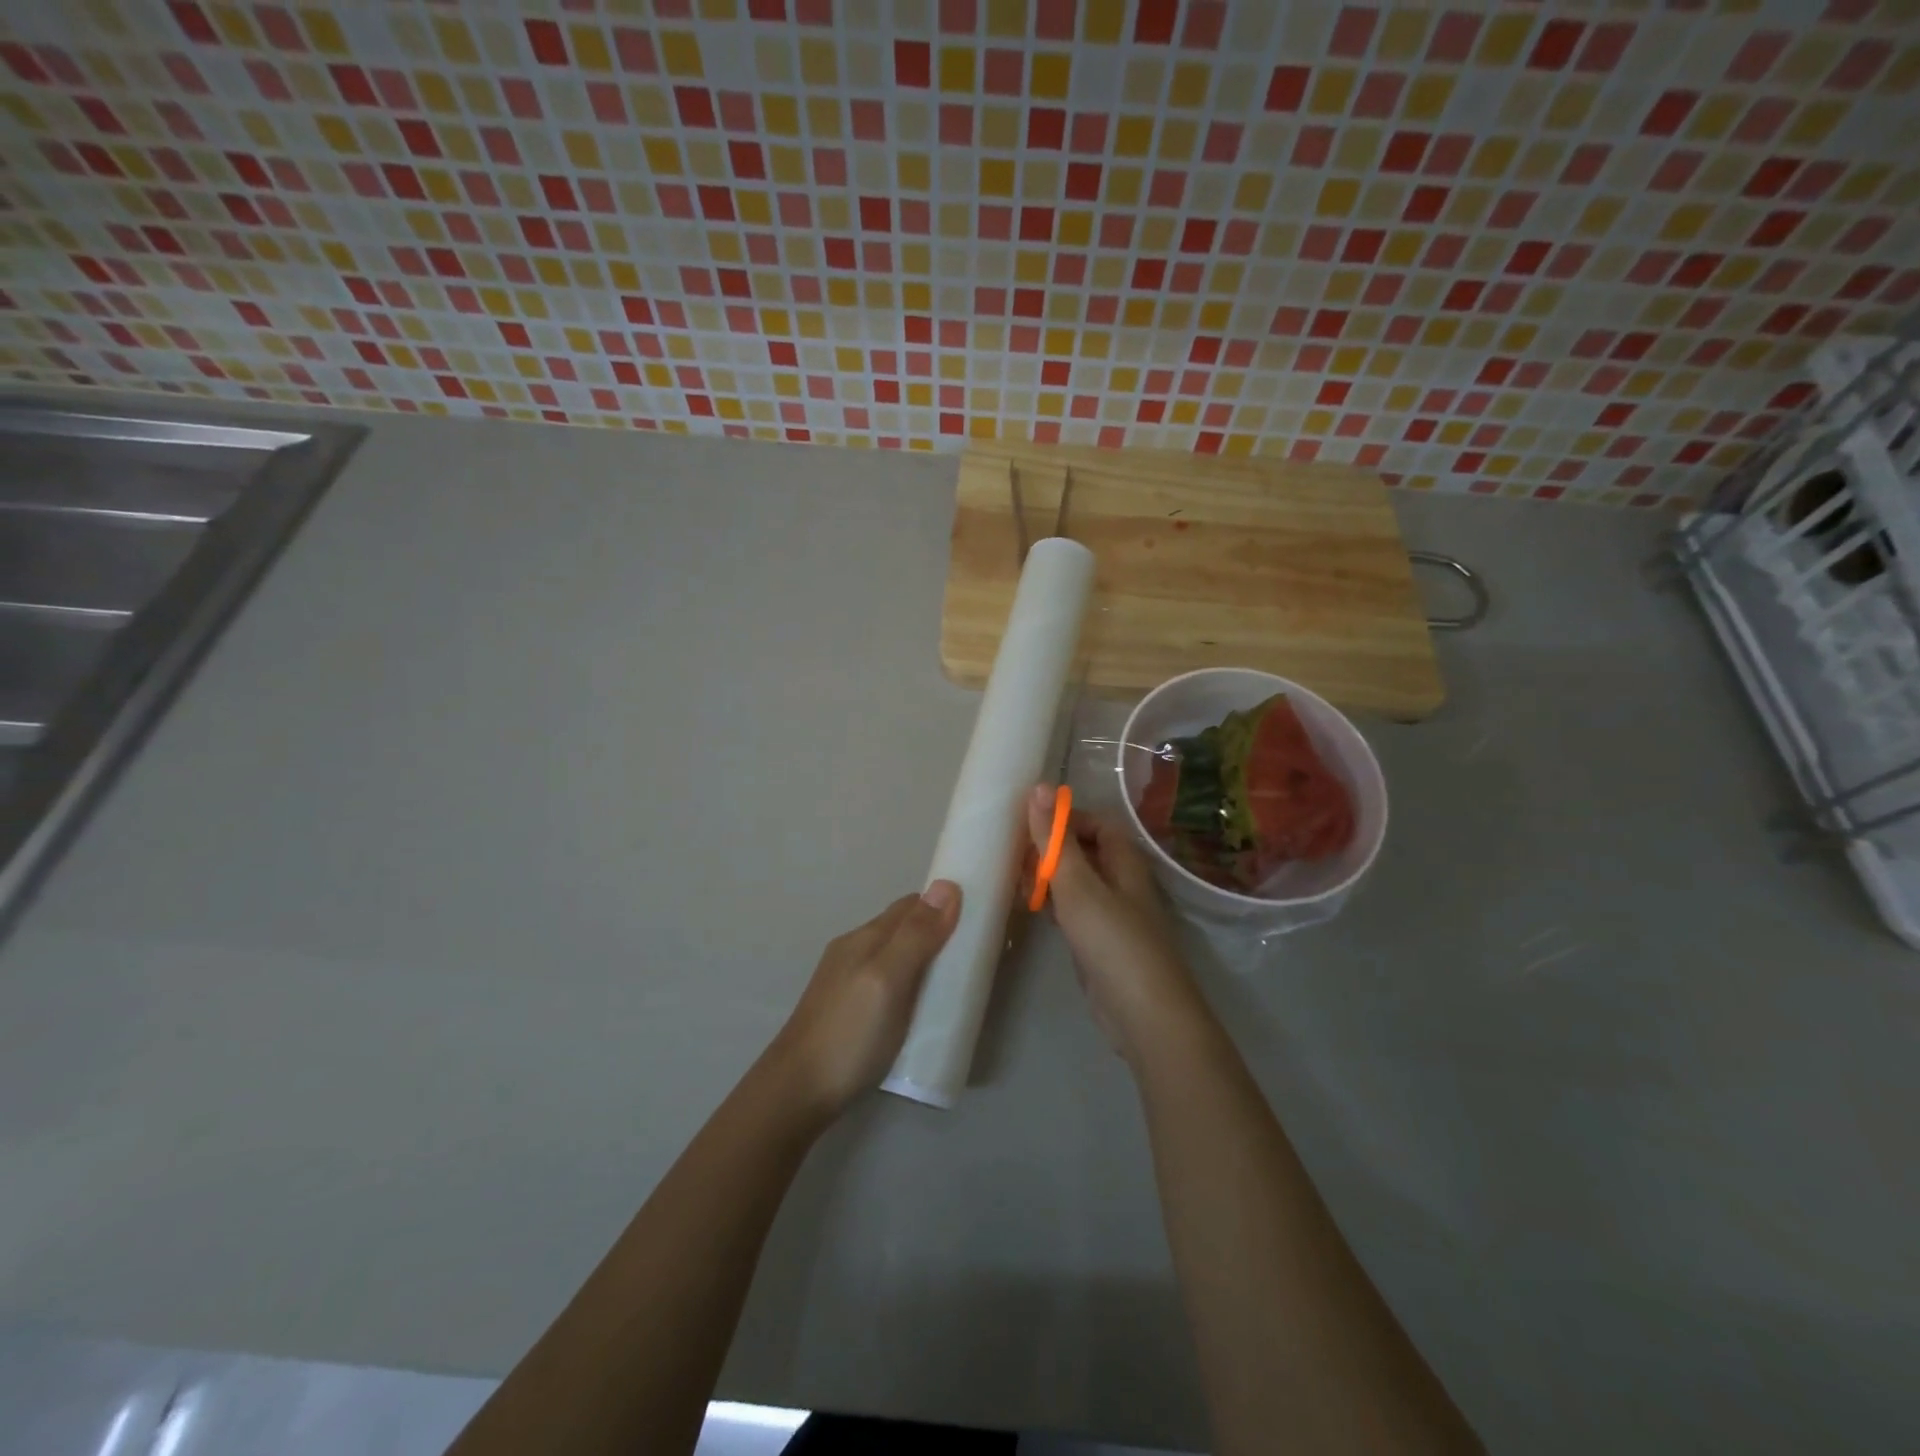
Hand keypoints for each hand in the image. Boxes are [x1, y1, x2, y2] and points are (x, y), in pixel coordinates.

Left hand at [765, 882, 960, 1121]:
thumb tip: (947, 885)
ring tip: (954, 984)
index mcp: (865, 937)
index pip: (911, 905)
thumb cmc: (849, 1033)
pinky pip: (887, 982)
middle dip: (937, 933)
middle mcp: (854, 951)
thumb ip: (916, 936)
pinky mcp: (847, 1010)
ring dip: (924, 961)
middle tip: (974, 957)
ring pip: (895, 956)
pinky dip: (910, 984)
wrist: (797, 1093)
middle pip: (903, 929)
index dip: (943, 906)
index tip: (979, 919)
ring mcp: (847, 982)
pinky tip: (920, 1008)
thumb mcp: (888, 980)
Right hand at [1027, 786, 1206, 1065]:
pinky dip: (1055, 906)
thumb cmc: (1112, 940)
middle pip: (1088, 853)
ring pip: (1080, 884)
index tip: (1032, 825)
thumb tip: (1040, 787)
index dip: (1068, 819)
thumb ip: (1056, 839)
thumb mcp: (1078, 884)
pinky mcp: (1102, 945)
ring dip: (1051, 878)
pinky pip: (1076, 913)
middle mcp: (1123, 884)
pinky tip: (1033, 910)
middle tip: (1016, 854)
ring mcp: (1114, 917)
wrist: (1144, 1014)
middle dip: (1054, 849)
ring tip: (1016, 879)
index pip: (1099, 824)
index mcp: (1125, 863)